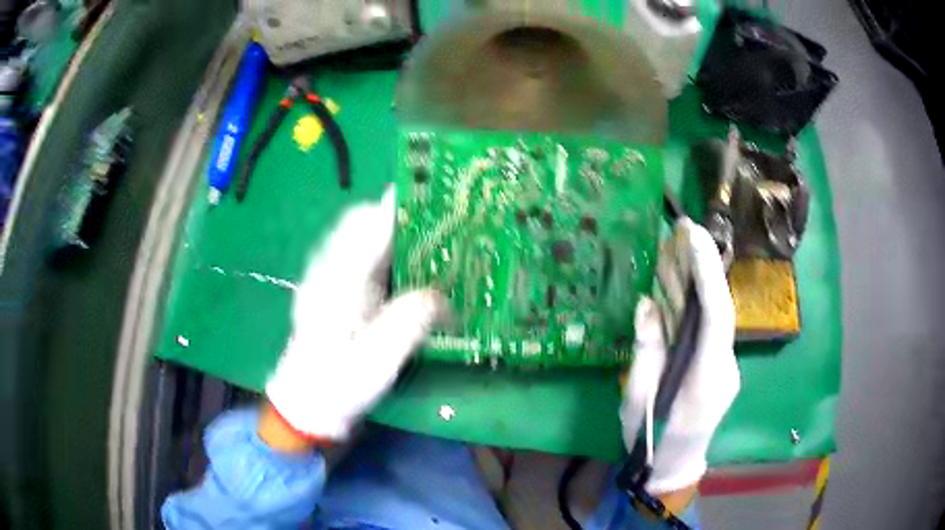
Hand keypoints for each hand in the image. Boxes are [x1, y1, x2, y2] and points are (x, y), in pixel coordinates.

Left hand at [265, 189, 446, 440]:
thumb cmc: (339, 384)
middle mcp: (329, 272)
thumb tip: (441, 296)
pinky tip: (404, 270)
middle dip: (395, 214)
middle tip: (435, 221)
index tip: (428, 193)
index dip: (397, 207)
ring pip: (357, 237)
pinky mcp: (331, 290)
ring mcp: (327, 279)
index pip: (366, 229)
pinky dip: (382, 251)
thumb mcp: (379, 361)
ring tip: (426, 239)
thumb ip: (410, 322)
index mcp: (339, 284)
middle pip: (358, 223)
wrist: (305, 403)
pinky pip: (358, 256)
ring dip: (389, 231)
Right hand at [620, 219, 740, 495]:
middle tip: (681, 229)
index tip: (694, 237)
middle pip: (719, 308)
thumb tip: (647, 305)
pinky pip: (707, 327)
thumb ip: (646, 353)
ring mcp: (725, 366)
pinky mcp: (717, 366)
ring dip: (697, 280)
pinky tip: (676, 283)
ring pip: (714, 315)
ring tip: (676, 246)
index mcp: (707, 379)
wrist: (674, 469)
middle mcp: (725, 366)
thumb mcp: (638, 401)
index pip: (718, 316)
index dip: (708, 273)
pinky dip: (693, 302)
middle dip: (703, 266)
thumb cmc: (651, 442)